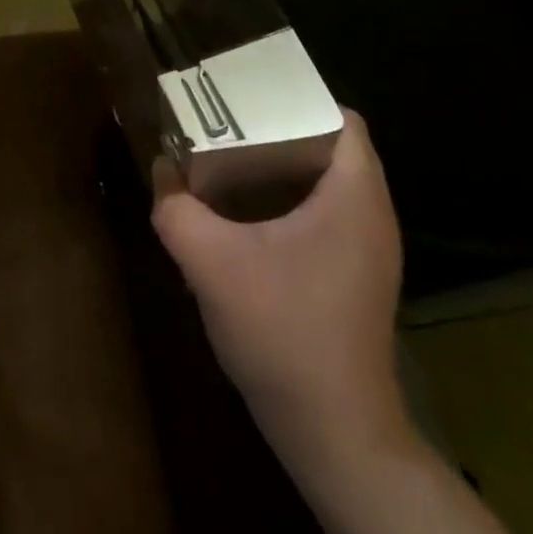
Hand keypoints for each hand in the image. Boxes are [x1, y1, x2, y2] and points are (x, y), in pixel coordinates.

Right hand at [151, 112, 408, 466]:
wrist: (334, 434)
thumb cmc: (282, 331)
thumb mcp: (209, 261)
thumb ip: (175, 207)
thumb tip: (160, 168)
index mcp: (353, 196)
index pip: (342, 118)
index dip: (298, 99)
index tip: (250, 99)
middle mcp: (372, 215)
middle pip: (332, 145)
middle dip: (280, 129)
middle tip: (229, 124)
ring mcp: (369, 250)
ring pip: (329, 182)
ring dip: (284, 166)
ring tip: (232, 161)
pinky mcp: (357, 277)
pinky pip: (328, 213)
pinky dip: (292, 200)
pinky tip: (248, 216)